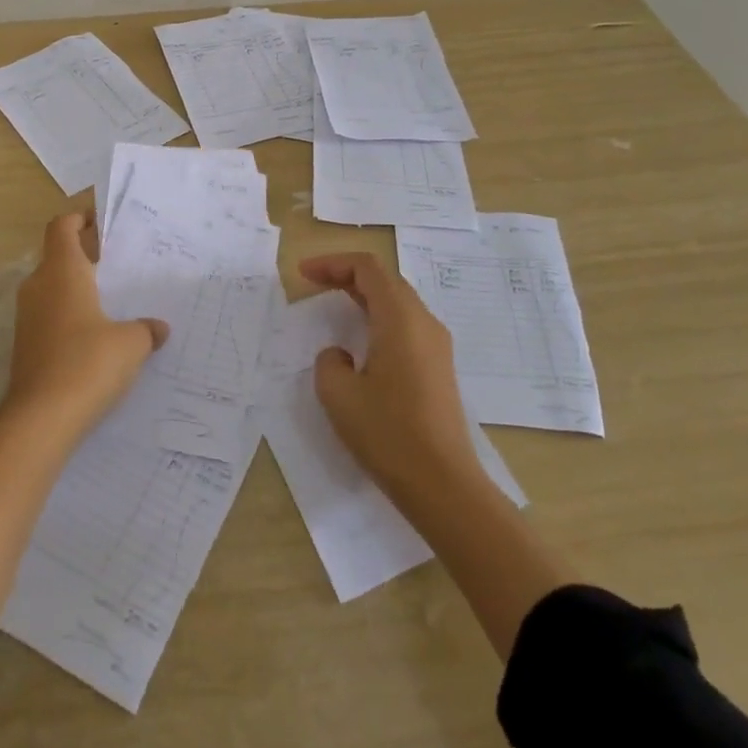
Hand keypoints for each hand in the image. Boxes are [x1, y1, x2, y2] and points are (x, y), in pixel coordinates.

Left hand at [6, 212, 168, 438]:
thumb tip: (158, 328)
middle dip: (84, 254)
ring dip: (77, 287)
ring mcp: (27, 317)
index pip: (62, 227)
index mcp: (62, 271)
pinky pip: (49, 315)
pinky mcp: (25, 345)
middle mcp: (39, 286)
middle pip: (57, 255)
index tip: (102, 221)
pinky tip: (97, 335)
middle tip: (117, 262)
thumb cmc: (88, 363)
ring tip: (112, 299)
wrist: (40, 419)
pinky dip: (70, 314)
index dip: (79, 218)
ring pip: (52, 287)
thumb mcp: (130, 343)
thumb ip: (145, 329)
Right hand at [301, 252, 483, 503]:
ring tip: (333, 306)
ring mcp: (436, 345)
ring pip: (397, 301)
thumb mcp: (339, 395)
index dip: (332, 263)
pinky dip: (378, 317)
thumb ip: (329, 362)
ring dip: (364, 296)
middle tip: (314, 283)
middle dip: (347, 274)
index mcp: (400, 318)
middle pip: (385, 279)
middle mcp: (423, 322)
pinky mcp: (438, 367)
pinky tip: (360, 341)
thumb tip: (341, 355)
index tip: (303, 274)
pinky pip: (406, 324)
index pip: (367, 268)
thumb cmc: (388, 434)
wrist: (444, 484)